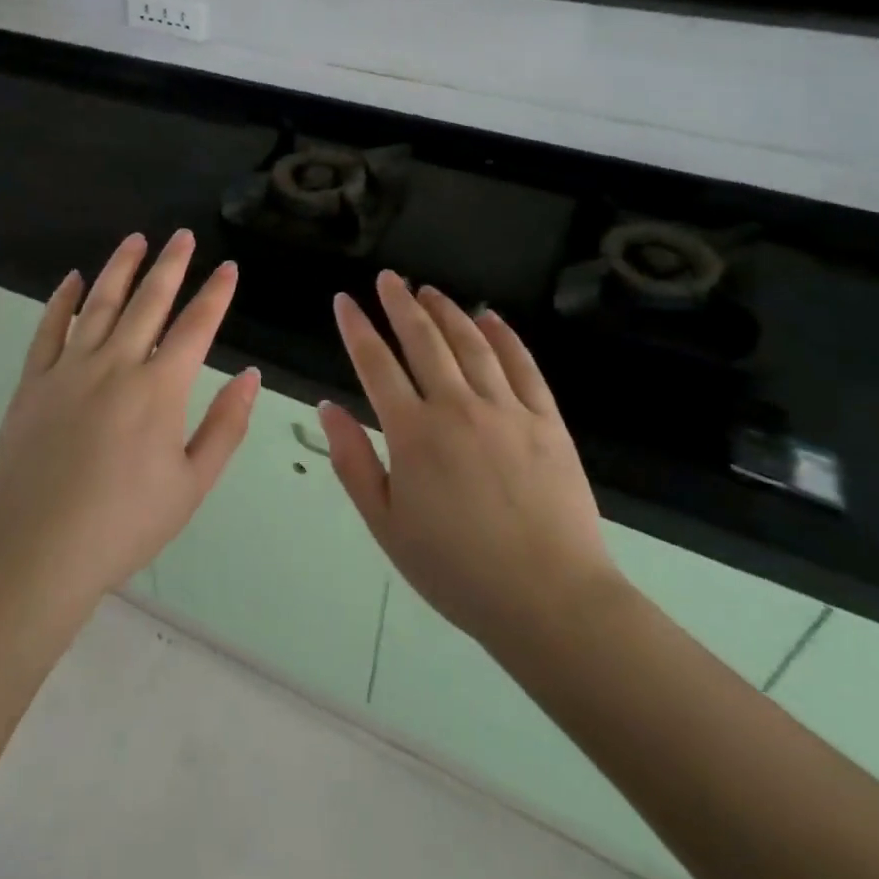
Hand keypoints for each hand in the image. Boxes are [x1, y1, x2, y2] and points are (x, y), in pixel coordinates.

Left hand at [0, 230, 260, 611]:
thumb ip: (225, 426)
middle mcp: (116, 364)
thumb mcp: (191, 486)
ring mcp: (69, 369)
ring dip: (120, 269)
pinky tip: (71, 280)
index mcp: (159, 389)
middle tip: (182, 235)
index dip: (215, 294)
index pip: (196, 327)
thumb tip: (250, 376)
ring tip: (135, 240)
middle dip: (170, 265)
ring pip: (99, 304)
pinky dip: (61, 301)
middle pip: (148, 302)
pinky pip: (48, 329)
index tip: (228, 267)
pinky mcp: (32, 382)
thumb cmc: (122, 525)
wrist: (34, 552)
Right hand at [320, 272, 617, 651]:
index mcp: (413, 433)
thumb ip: (353, 460)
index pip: (375, 364)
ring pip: (471, 344)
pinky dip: (504, 337)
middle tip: (389, 278)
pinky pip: (523, 366)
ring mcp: (507, 410)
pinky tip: (490, 318)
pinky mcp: (547, 421)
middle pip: (424, 340)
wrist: (551, 601)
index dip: (356, 328)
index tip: (344, 300)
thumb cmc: (457, 570)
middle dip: (401, 303)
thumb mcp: (386, 524)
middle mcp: (457, 407)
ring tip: (429, 290)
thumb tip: (328, 406)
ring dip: (447, 312)